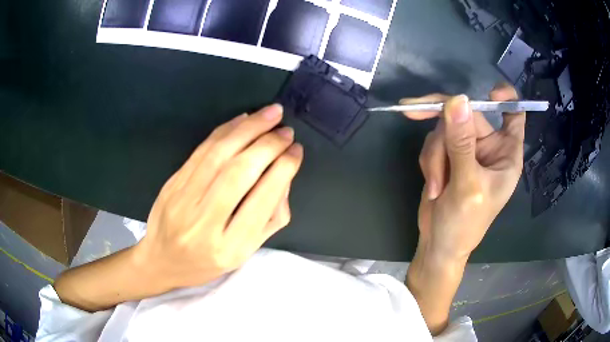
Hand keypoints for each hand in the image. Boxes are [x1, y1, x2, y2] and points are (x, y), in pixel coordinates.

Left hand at [136, 104, 302, 289]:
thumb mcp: (244, 253)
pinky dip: (225, 130)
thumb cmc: (206, 263)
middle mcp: (204, 223)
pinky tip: (242, 119)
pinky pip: (201, 150)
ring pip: (218, 155)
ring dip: (248, 128)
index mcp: (229, 247)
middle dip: (267, 145)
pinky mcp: (172, 183)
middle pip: (239, 173)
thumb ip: (270, 218)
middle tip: (286, 130)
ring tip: (270, 113)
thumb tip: (284, 175)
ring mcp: (183, 200)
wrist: (162, 260)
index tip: (296, 150)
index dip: (283, 169)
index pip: (262, 200)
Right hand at [403, 83, 524, 334]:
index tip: (491, 93)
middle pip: (467, 114)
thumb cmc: (465, 224)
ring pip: (445, 127)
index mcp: (506, 153)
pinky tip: (433, 184)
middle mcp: (489, 146)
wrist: (439, 244)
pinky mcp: (448, 155)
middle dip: (445, 132)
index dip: (506, 98)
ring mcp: (467, 149)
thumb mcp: (467, 186)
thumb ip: (462, 144)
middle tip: (411, 112)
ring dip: (435, 155)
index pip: (514, 115)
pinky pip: (433, 140)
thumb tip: (456, 100)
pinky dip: (429, 160)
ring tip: (436, 185)